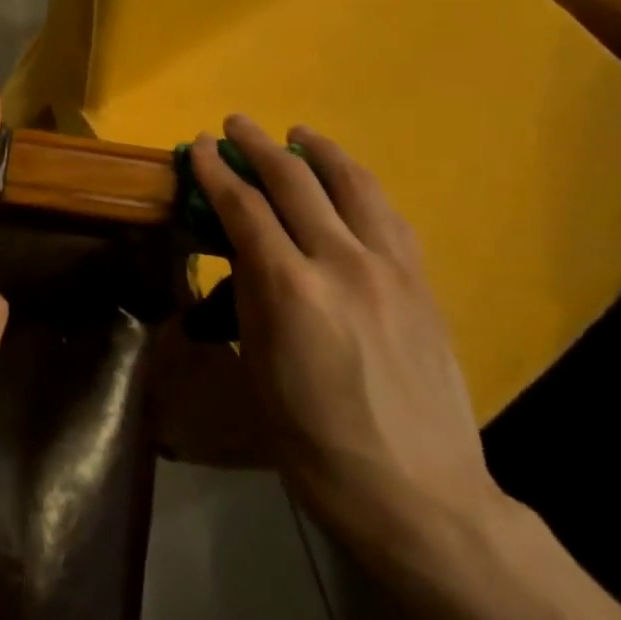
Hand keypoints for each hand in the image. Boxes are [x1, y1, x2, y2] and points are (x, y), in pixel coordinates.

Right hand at [189, 117, 505, 564]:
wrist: (418, 495)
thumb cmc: (314, 441)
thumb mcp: (259, 367)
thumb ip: (251, 295)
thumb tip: (242, 247)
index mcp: (291, 289)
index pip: (244, 207)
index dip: (216, 171)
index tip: (197, 145)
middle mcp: (343, 263)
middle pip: (296, 181)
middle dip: (258, 145)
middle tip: (235, 124)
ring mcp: (392, 269)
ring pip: (354, 184)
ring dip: (319, 151)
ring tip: (299, 134)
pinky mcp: (423, 283)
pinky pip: (389, 215)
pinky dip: (361, 186)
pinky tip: (350, 183)